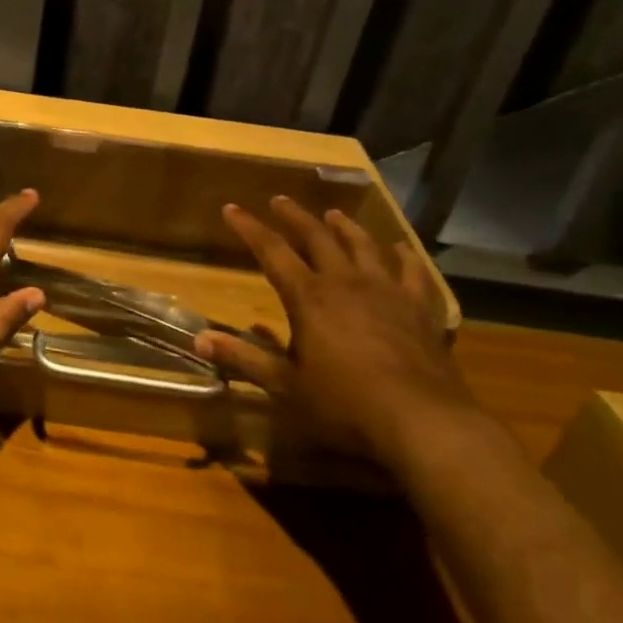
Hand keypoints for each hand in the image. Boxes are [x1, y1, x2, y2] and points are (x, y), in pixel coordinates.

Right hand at [194, 197, 474, 466]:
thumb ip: (244, 358)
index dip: (249, 228)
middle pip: (317, 237)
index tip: (231, 208)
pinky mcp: (420, 308)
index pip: (271, 251)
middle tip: (279, 200)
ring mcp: (387, 291)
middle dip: (295, 217)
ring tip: (334, 214)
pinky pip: (412, 271)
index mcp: (309, 297)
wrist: (423, 421)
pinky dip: (403, 256)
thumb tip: (199, 339)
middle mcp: (346, 282)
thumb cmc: (345, 405)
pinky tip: (400, 249)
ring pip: (363, 245)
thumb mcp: (286, 385)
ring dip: (345, 227)